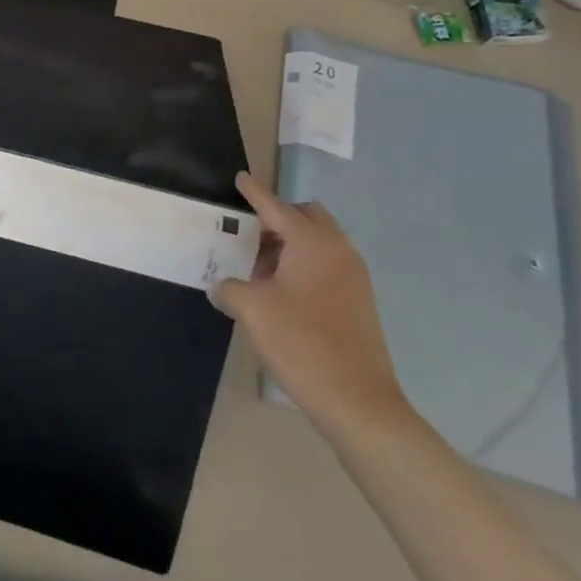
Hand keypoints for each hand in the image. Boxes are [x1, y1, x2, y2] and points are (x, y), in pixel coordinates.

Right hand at [213, 174, 407, 428]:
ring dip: (291, 244)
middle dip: (277, 217)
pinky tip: (283, 293)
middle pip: (305, 216)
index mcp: (311, 242)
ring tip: (261, 269)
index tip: (240, 178)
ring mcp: (354, 276)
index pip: (275, 206)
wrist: (358, 402)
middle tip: (250, 235)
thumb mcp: (251, 309)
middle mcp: (337, 249)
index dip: (254, 192)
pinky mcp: (359, 301)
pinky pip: (328, 264)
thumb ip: (229, 288)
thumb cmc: (300, 343)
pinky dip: (305, 265)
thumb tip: (221, 286)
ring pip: (319, 241)